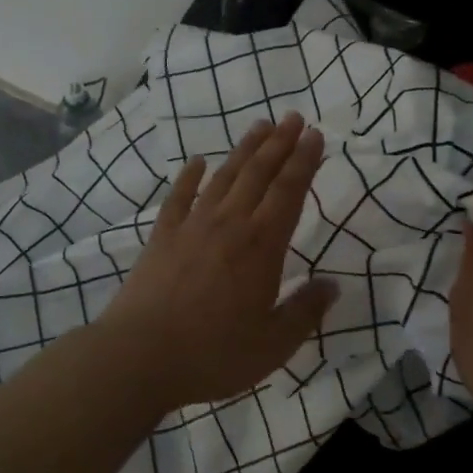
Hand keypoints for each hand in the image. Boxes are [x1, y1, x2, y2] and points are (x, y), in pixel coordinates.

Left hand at [99, 111, 337, 412]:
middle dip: (279, 143)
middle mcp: (230, 225)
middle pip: (259, 174)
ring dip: (244, 150)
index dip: (304, 161)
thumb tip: (333, 285)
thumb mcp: (273, 344)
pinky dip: (189, 176)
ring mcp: (192, 226)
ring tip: (259, 126)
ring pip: (224, 177)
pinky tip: (197, 162)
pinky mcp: (162, 236)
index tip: (315, 135)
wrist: (140, 355)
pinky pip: (179, 197)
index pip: (289, 192)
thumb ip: (305, 312)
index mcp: (262, 246)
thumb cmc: (214, 353)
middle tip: (293, 117)